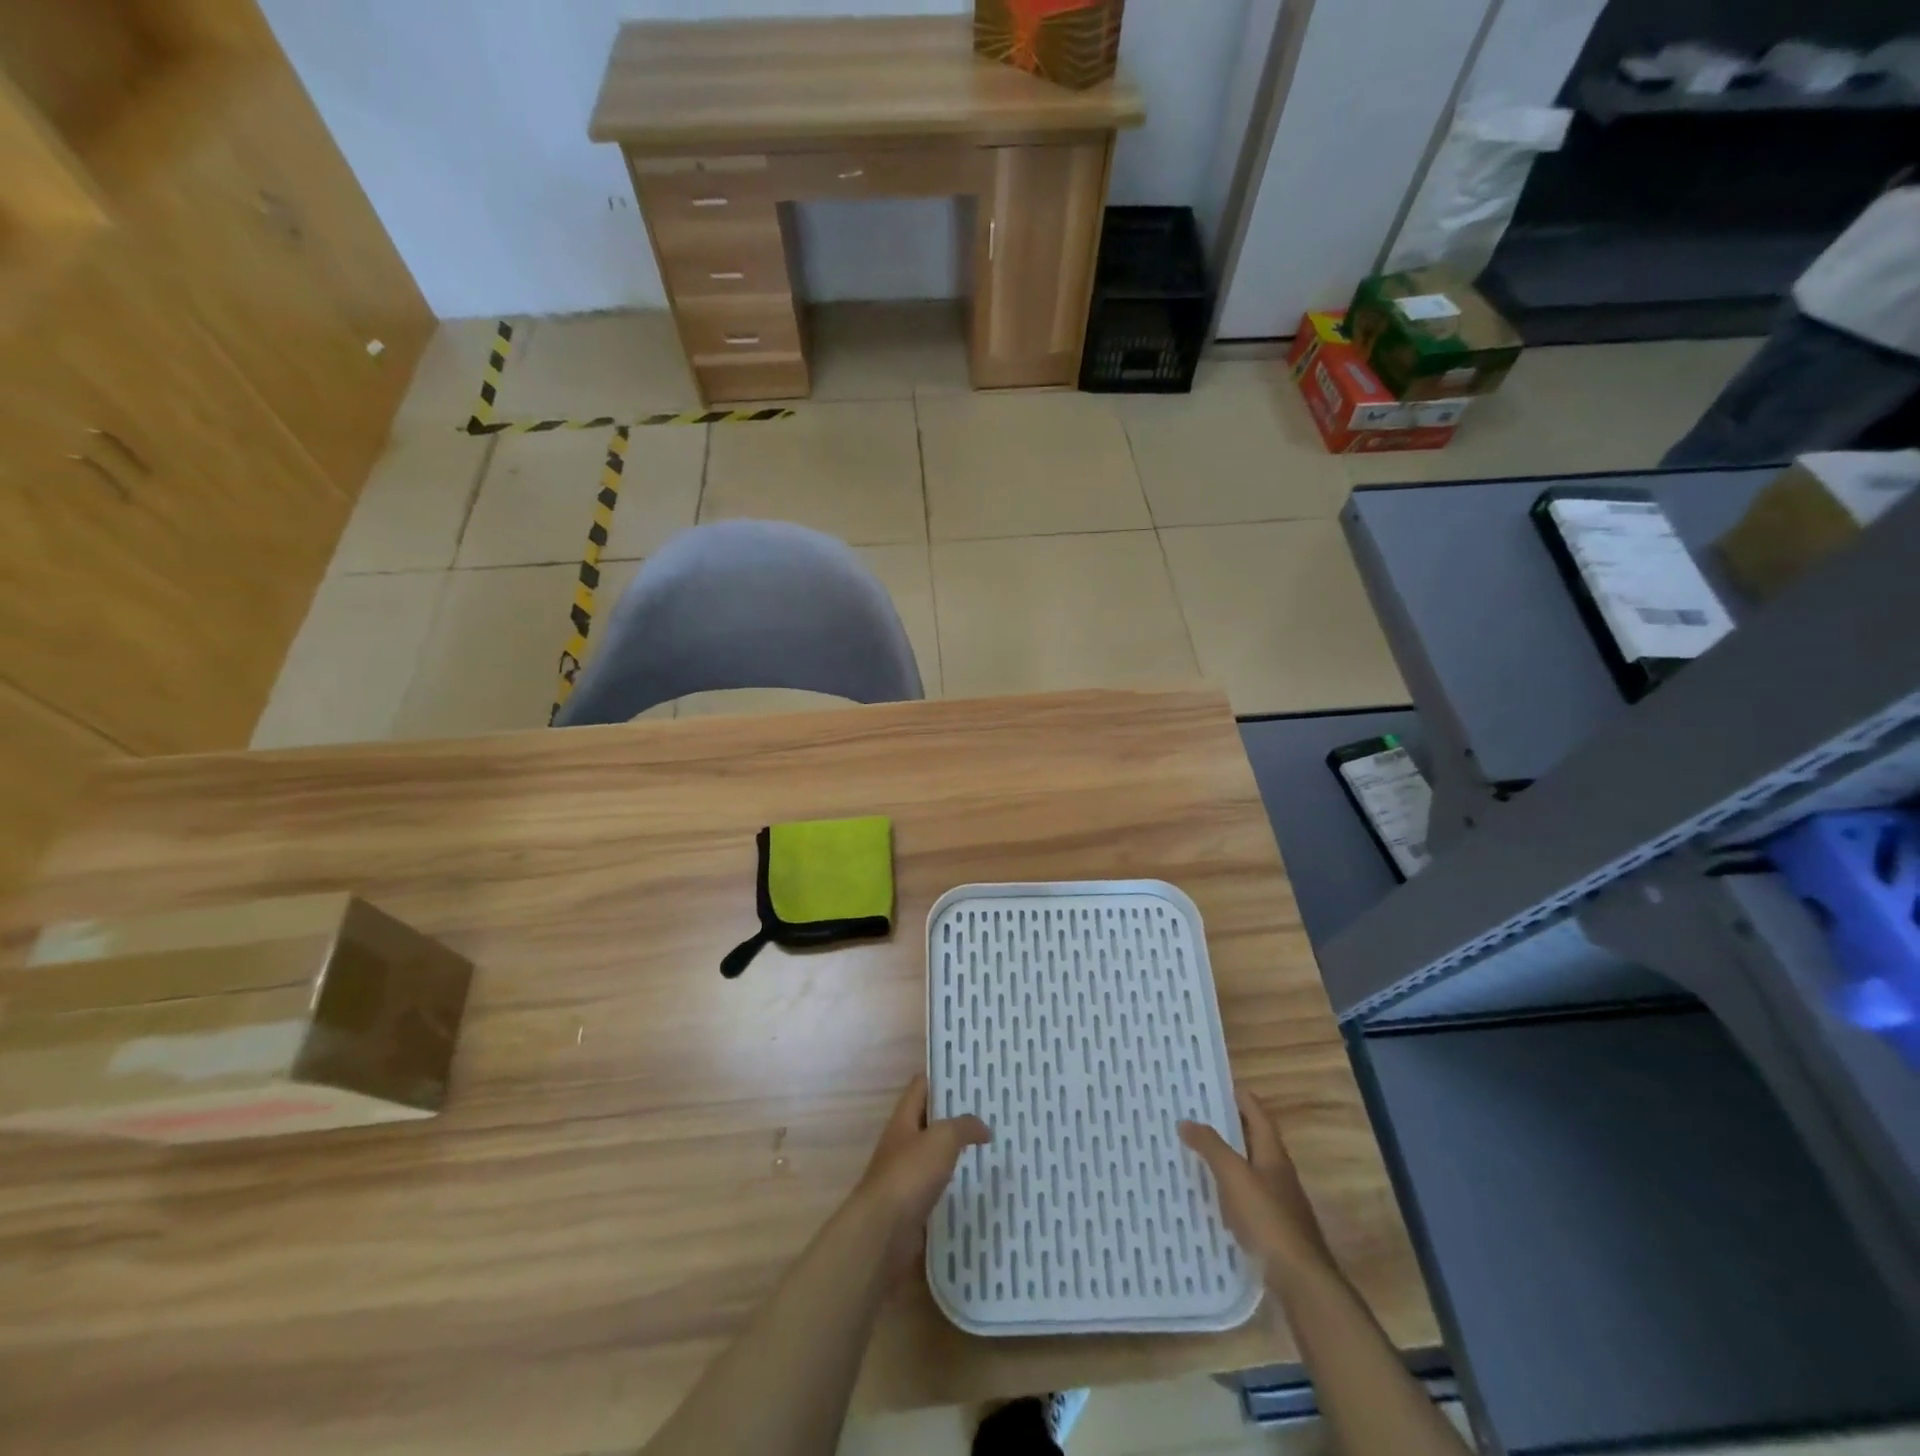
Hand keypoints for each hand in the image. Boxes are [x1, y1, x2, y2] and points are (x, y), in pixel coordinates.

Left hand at [853, 1075, 990, 1279]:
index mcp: (904, 1119)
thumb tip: (984, 1128)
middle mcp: (903, 1142)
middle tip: (990, 1110)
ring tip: (990, 1145)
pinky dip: (955, 1183)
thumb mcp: (941, 1139)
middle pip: (930, 1119)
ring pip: (935, 1153)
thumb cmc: (909, 1174)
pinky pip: (938, 1186)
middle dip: (956, 1114)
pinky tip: (978, 1184)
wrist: (882, 1233)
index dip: (942, 1076)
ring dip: (957, 1150)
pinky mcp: (913, 1205)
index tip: (970, 1074)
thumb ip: (964, 1126)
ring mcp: (906, 1175)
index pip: (921, 1085)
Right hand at [1180, 1087, 1332, 1271]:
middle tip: (1196, 1116)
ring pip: (1249, 1170)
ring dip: (1227, 1159)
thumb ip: (1211, 1147)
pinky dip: (1229, 1190)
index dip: (1241, 1097)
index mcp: (1274, 1154)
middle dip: (1229, 1127)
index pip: (1258, 1114)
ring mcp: (1279, 1203)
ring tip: (1196, 1153)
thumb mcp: (1234, 1176)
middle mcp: (1279, 1174)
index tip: (1217, 1085)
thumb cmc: (1268, 1219)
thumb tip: (1186, 1121)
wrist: (1301, 1282)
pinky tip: (1210, 1198)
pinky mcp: (1273, 1229)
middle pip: (1254, 1141)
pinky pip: (1246, 1198)